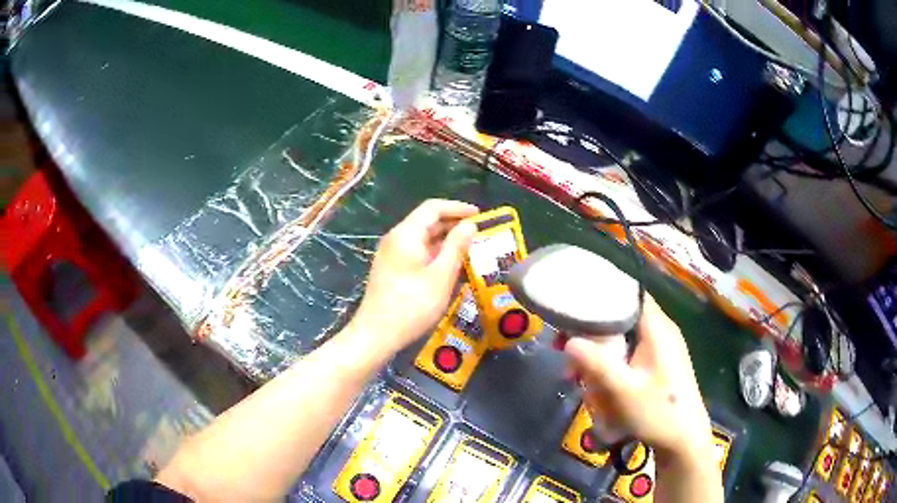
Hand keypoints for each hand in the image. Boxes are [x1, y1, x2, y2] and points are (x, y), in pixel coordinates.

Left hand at [346, 199, 478, 354]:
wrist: (376, 334)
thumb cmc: (412, 305)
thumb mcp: (441, 276)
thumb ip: (456, 247)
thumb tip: (469, 225)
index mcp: (406, 234)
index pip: (433, 208)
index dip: (457, 208)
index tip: (480, 215)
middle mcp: (396, 238)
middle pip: (426, 221)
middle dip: (453, 223)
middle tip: (479, 232)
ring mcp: (391, 254)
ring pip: (422, 237)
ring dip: (445, 239)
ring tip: (470, 248)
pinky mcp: (391, 268)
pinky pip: (416, 251)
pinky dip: (435, 252)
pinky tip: (450, 265)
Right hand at [564, 295, 714, 464]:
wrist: (684, 440)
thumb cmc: (657, 412)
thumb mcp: (623, 390)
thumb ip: (595, 363)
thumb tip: (568, 341)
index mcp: (657, 328)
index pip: (628, 293)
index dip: (599, 296)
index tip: (572, 311)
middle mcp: (661, 331)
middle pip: (621, 317)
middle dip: (592, 334)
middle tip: (565, 352)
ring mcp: (662, 348)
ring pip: (624, 337)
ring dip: (599, 353)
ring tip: (577, 376)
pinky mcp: (660, 364)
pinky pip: (630, 353)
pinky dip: (612, 363)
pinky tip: (598, 385)